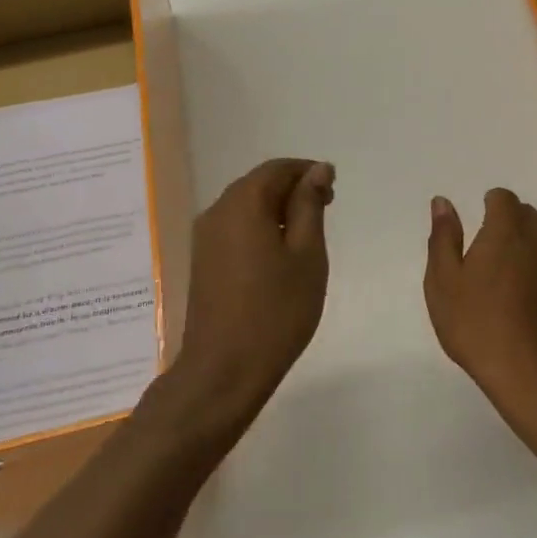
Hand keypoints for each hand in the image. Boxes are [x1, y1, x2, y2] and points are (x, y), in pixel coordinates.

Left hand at [170, 158, 335, 425]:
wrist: (224, 368)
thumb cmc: (276, 311)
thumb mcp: (306, 255)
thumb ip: (309, 206)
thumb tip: (316, 170)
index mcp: (243, 203)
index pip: (277, 169)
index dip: (308, 172)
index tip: (334, 192)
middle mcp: (217, 211)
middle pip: (258, 184)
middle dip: (293, 190)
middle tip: (326, 211)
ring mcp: (205, 238)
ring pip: (245, 206)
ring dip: (277, 210)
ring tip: (307, 236)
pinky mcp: (202, 261)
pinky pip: (234, 228)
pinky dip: (260, 228)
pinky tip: (279, 255)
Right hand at [424, 188, 536, 415]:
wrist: (534, 376)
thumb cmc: (477, 325)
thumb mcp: (443, 282)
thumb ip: (444, 237)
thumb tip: (443, 202)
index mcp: (505, 233)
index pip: (504, 198)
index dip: (491, 203)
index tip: (478, 220)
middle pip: (528, 215)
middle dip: (510, 220)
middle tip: (487, 248)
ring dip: (528, 247)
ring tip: (506, 276)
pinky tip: (527, 303)